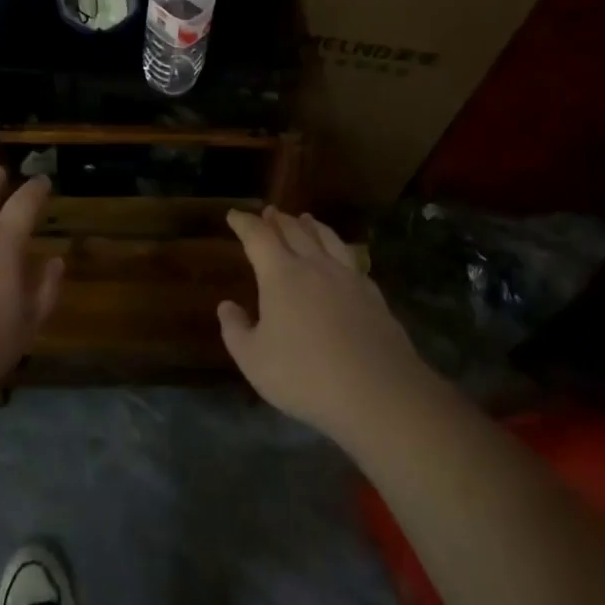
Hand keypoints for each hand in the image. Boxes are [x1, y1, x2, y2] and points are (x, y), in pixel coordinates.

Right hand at [218, 208, 428, 448]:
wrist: (378, 392)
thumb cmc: (306, 375)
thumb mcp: (254, 360)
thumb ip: (235, 330)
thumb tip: (226, 306)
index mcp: (281, 274)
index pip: (258, 237)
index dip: (244, 223)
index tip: (234, 215)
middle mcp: (314, 265)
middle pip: (294, 230)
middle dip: (278, 219)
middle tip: (269, 212)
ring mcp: (348, 277)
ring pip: (326, 238)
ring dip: (311, 225)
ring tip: (305, 219)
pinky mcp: (373, 294)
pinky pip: (351, 259)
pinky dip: (338, 248)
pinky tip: (341, 257)